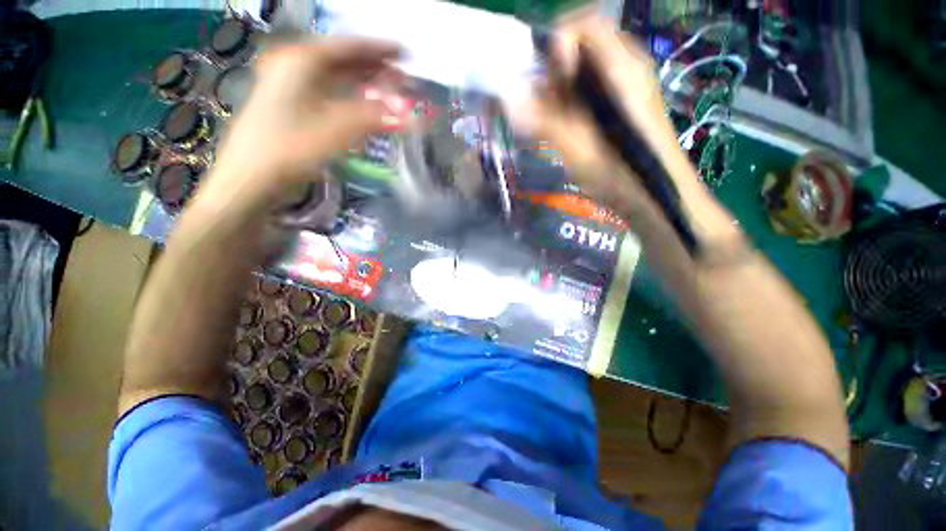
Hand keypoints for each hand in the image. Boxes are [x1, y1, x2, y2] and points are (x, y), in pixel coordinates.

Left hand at [196, 38, 400, 214]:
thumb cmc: (292, 147)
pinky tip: (360, 103)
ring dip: (361, 80)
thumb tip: (413, 117)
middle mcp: (293, 63)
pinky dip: (347, 94)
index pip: (349, 46)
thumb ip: (376, 117)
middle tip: (399, 75)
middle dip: (372, 66)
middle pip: (341, 58)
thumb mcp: (338, 129)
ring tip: (386, 88)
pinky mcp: (287, 102)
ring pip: (333, 74)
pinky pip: (325, 90)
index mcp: (302, 59)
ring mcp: (287, 82)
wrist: (251, 177)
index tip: (405, 53)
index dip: (380, 49)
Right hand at [512, 15, 685, 219]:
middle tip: (544, 101)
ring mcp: (629, 86)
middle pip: (585, 45)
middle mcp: (628, 67)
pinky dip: (573, 100)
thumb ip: (544, 121)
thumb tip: (507, 100)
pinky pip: (593, 88)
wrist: (654, 198)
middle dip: (556, 69)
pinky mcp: (624, 105)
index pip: (586, 24)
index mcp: (621, 69)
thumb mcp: (577, 148)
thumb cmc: (619, 173)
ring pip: (587, 68)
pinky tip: (567, 125)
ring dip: (562, 87)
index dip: (558, 41)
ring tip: (552, 118)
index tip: (546, 78)